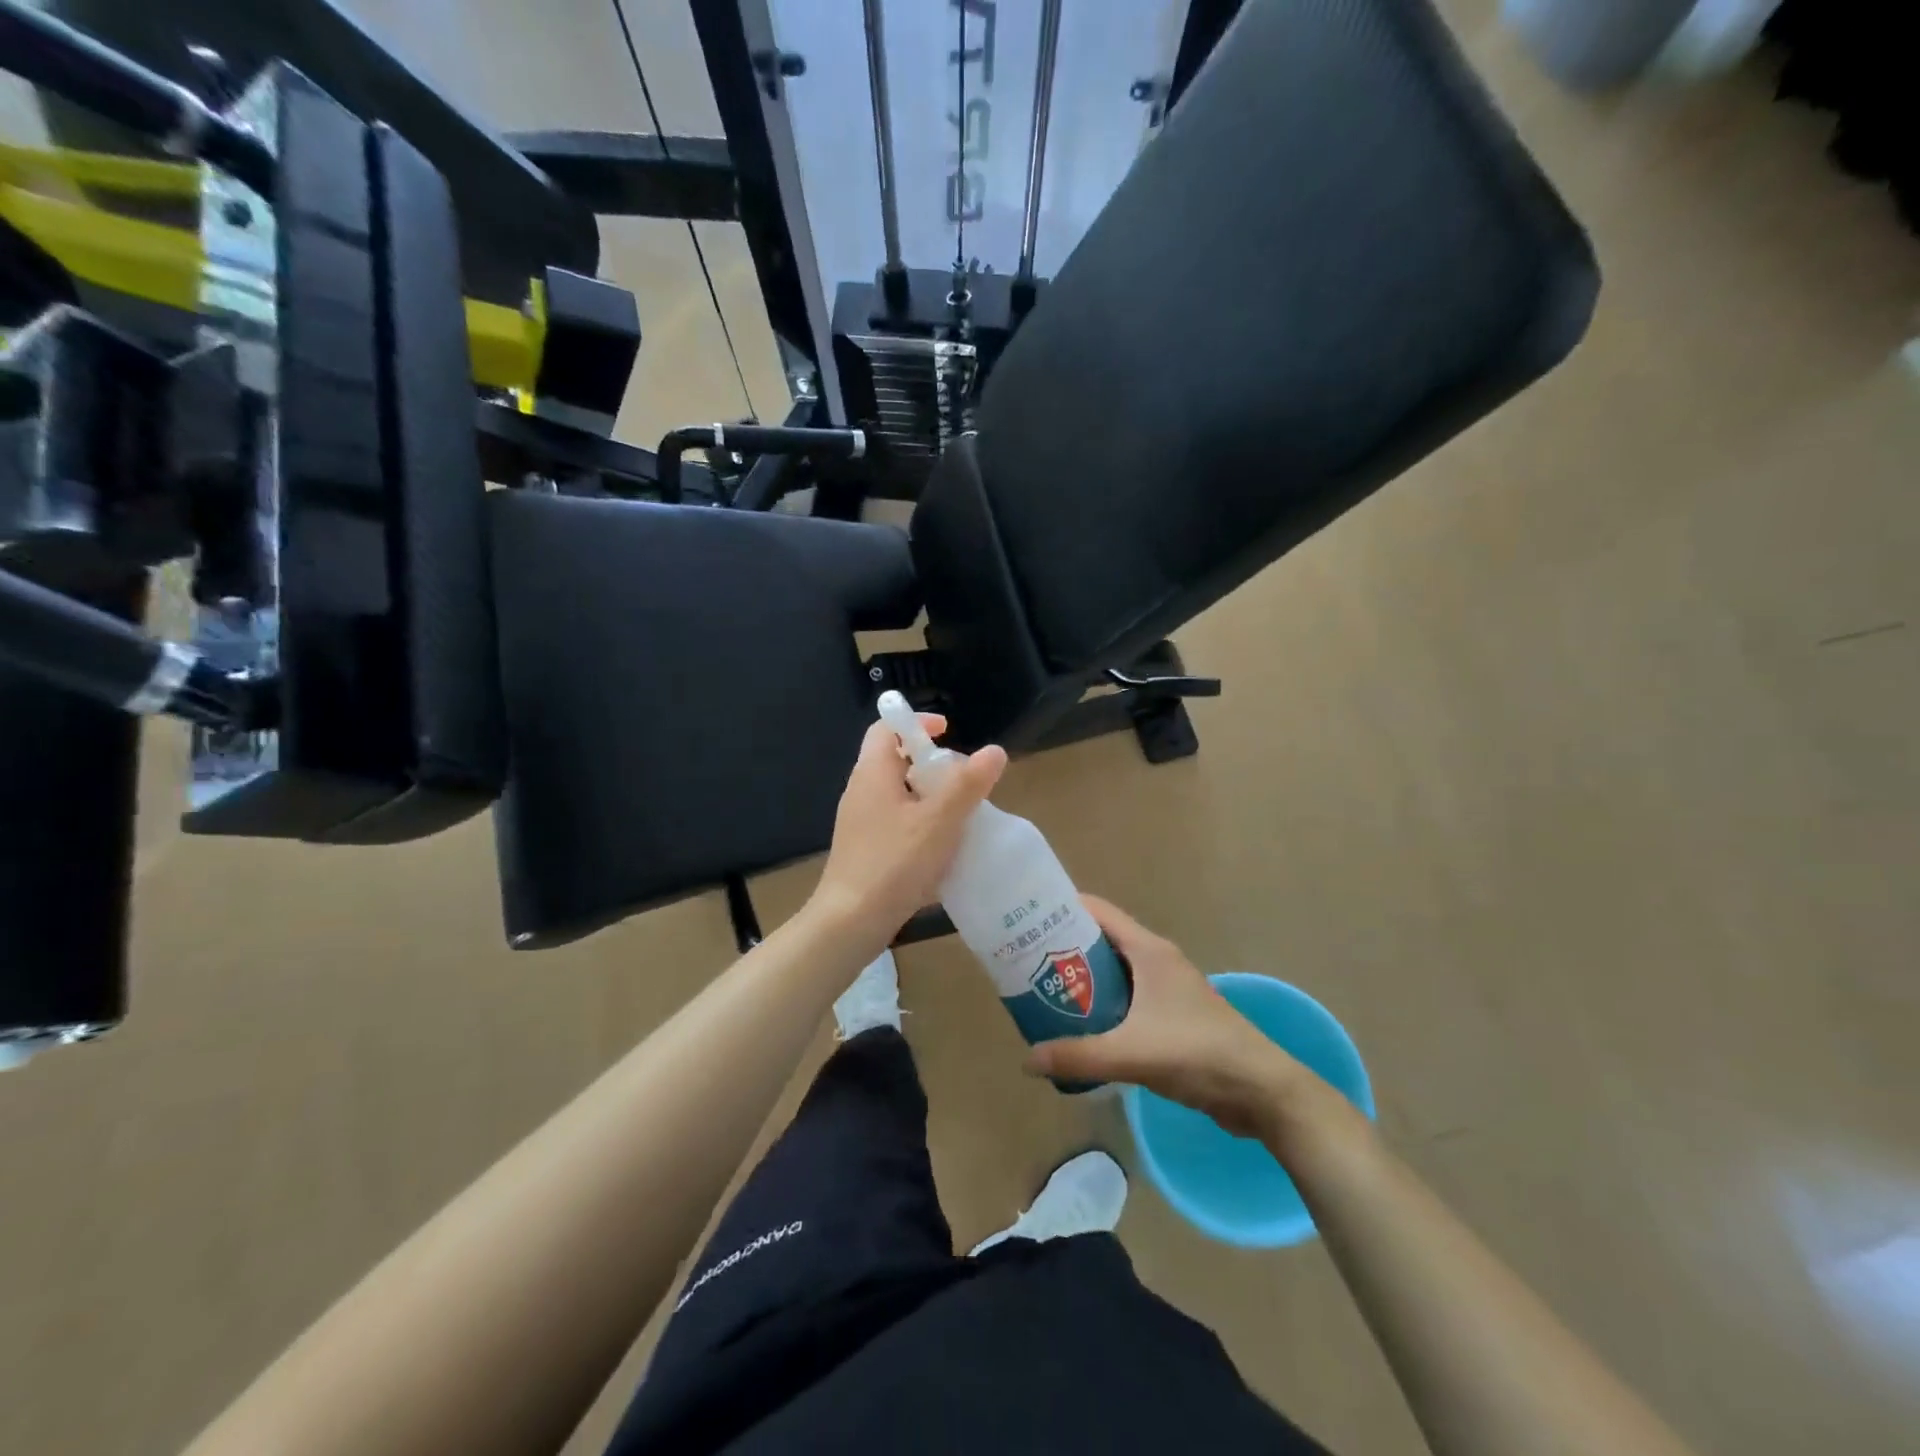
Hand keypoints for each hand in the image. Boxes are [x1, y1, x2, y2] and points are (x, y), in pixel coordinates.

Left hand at [809, 714, 1007, 947]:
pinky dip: (920, 823)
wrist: (850, 921)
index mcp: (873, 773)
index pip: (887, 728)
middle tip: (964, 781)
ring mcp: (860, 822)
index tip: (949, 732)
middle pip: (896, 760)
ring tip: (961, 815)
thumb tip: (994, 750)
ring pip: (898, 795)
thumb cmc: (895, 863)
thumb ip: (968, 784)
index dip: (917, 723)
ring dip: (929, 797)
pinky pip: (895, 822)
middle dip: (932, 765)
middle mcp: (861, 791)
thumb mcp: (940, 820)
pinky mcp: (864, 848)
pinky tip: (942, 849)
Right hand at [1025, 897, 1345, 1143]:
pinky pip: (1127, 998)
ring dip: (1083, 979)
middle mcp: (1157, 960)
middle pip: (1102, 940)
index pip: (1098, 911)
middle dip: (1065, 947)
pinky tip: (1082, 1026)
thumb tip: (1027, 1061)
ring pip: (1115, 971)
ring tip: (1044, 991)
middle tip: (1025, 960)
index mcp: (1149, 951)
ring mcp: (1167, 988)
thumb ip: (1078, 1056)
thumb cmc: (1197, 1053)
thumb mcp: (1131, 1054)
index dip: (1063, 908)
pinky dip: (1103, 1003)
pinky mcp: (1173, 1015)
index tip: (1028, 918)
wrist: (1262, 1090)